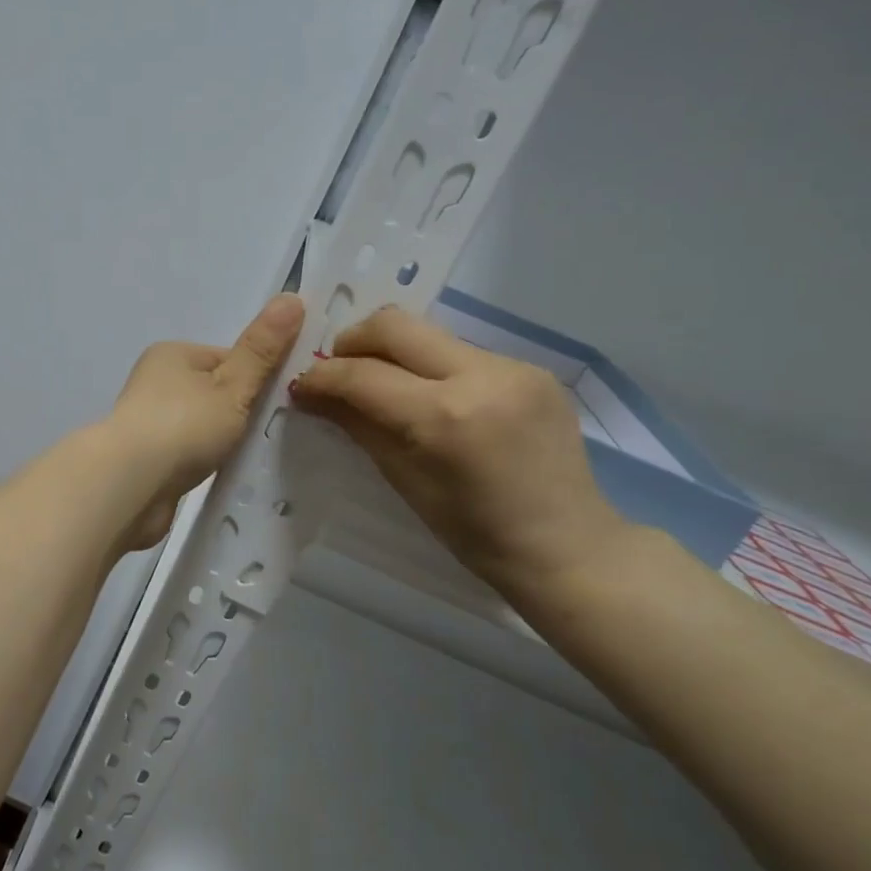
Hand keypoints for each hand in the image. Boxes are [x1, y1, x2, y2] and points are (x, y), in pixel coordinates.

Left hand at [97, 293, 304, 550]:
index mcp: (172, 354)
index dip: (258, 377)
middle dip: (241, 412)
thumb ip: (262, 350)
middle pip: (214, 392)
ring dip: (222, 440)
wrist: (129, 485)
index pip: (228, 357)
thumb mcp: (233, 385)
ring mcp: (148, 422)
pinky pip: (188, 453)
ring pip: (201, 425)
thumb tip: (292, 298)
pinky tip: (221, 474)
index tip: (282, 402)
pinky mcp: (146, 459)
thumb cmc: (183, 426)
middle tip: (270, 432)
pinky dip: (204, 461)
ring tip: (246, 456)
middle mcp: (155, 382)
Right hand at [292, 307, 627, 600]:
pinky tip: (435, 399)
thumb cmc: (474, 533)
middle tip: (338, 369)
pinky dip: (433, 368)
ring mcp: (513, 367)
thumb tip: (312, 393)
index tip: (303, 386)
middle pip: (395, 325)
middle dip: (353, 341)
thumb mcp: (403, 480)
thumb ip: (357, 425)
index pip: (363, 375)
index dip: (323, 377)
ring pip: (430, 335)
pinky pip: (463, 353)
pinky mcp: (532, 369)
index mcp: (443, 417)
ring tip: (384, 386)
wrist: (567, 546)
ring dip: (394, 354)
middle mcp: (480, 376)